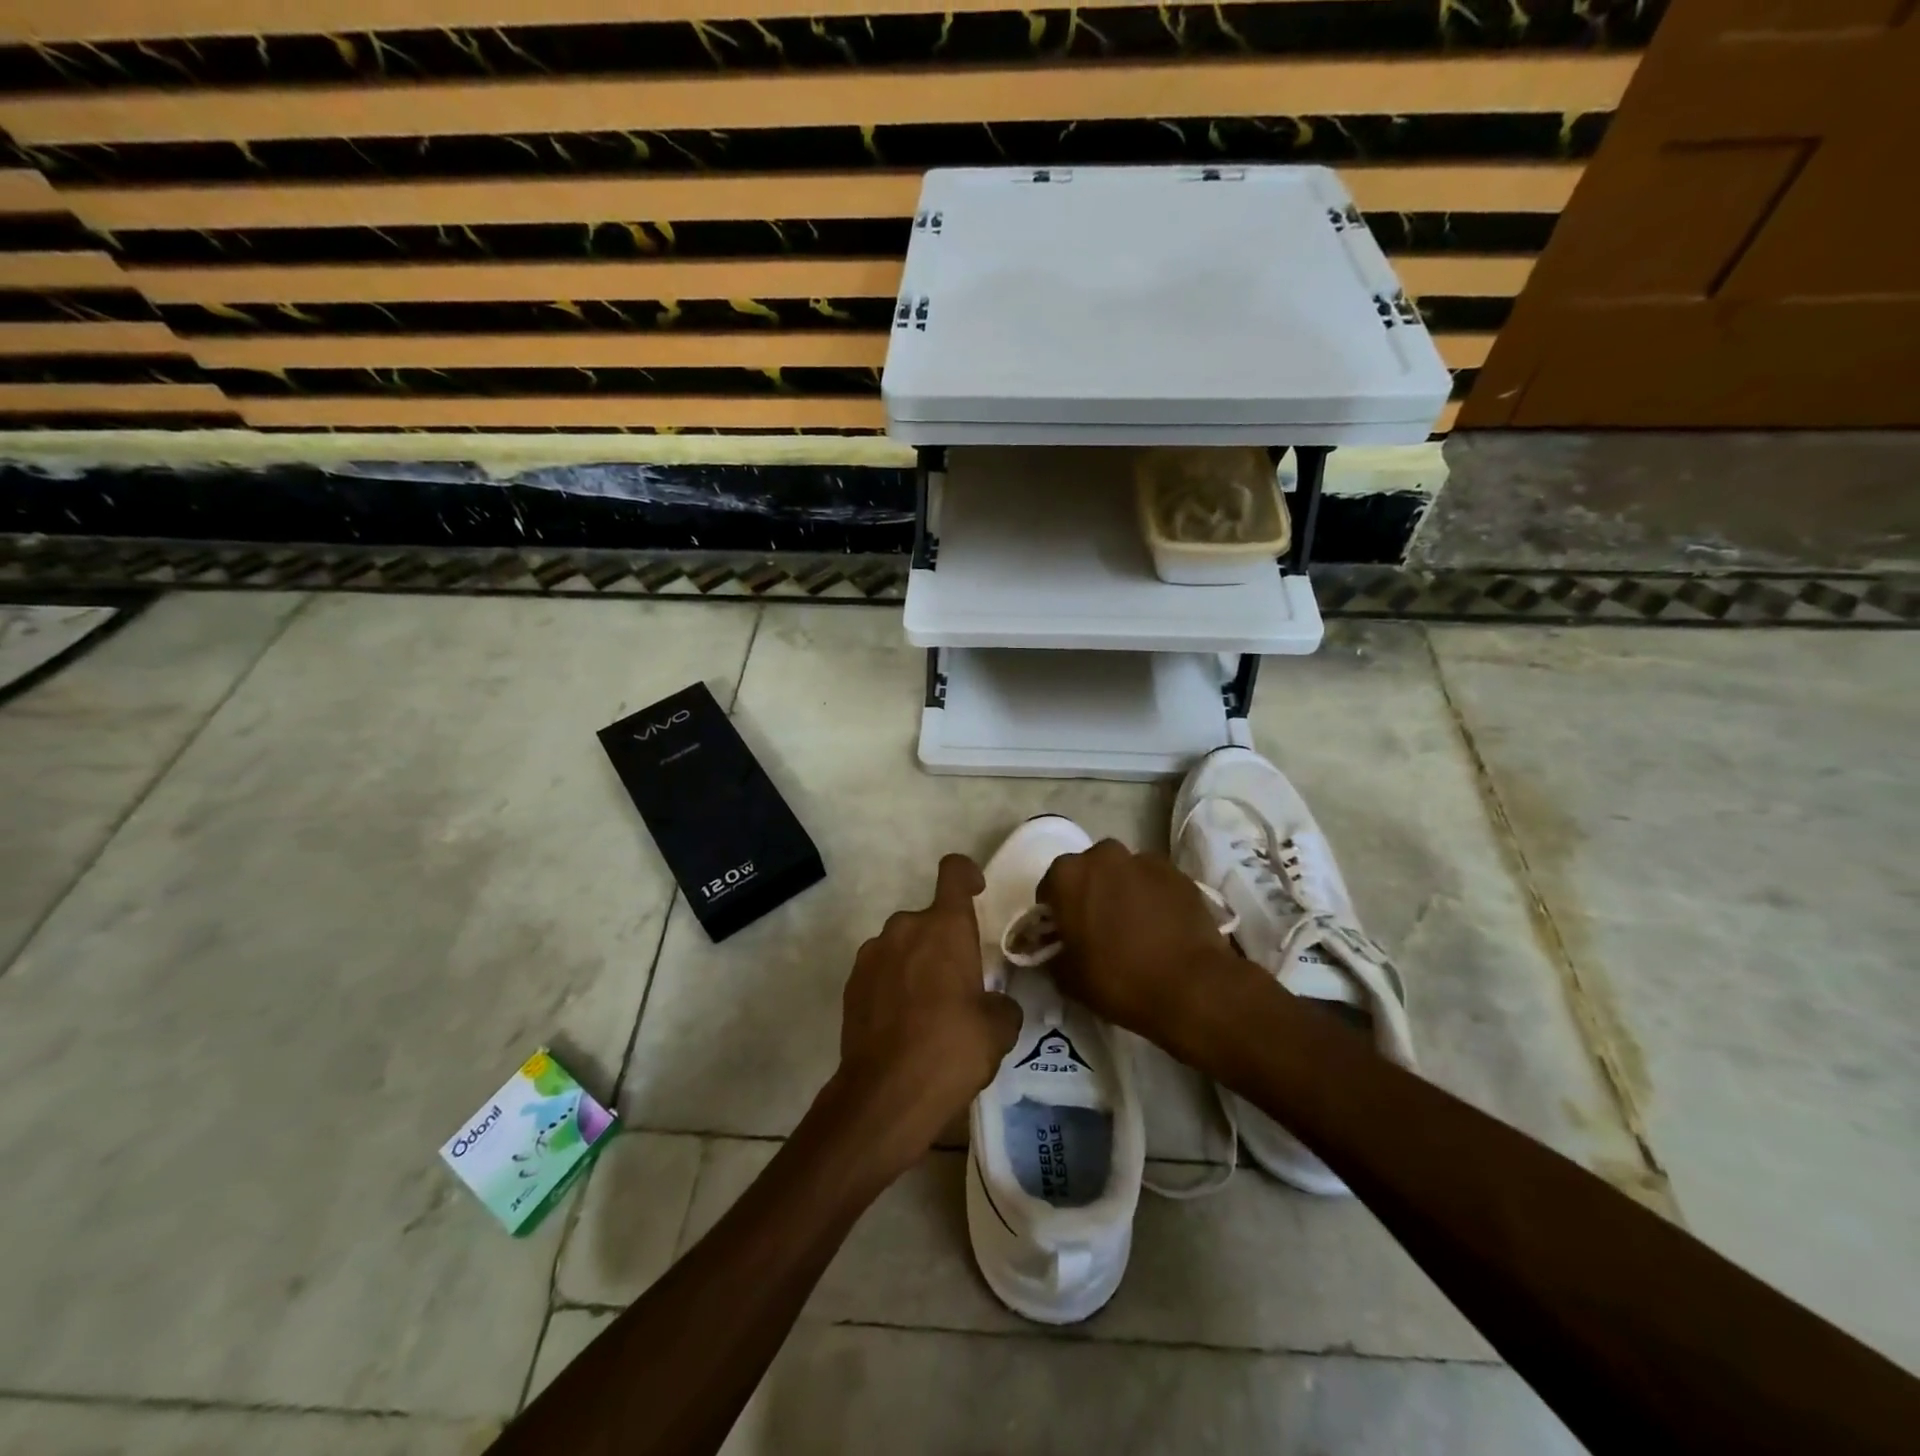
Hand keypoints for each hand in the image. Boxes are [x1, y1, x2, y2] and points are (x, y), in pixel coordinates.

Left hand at [838, 854, 1022, 1158]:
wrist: (885, 1094)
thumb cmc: (951, 1049)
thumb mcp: (999, 1028)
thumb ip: (1001, 1003)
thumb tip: (994, 1005)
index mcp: (944, 927)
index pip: (954, 872)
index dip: (967, 873)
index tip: (977, 890)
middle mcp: (905, 927)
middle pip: (929, 919)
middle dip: (944, 942)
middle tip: (959, 984)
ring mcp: (872, 954)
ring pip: (903, 945)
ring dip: (917, 964)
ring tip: (928, 1010)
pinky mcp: (851, 983)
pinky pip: (881, 970)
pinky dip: (893, 985)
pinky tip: (902, 1025)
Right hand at [1038, 839, 1256, 1043]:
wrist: (1191, 987)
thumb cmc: (1118, 980)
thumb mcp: (1067, 977)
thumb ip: (1053, 953)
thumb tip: (1055, 947)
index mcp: (1067, 875)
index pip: (1051, 888)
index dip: (1056, 913)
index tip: (1066, 935)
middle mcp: (1103, 855)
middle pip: (1090, 872)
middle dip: (1091, 893)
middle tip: (1100, 929)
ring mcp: (1144, 860)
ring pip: (1124, 873)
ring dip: (1124, 891)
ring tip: (1136, 928)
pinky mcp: (1178, 873)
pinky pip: (1155, 882)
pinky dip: (1154, 897)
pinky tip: (1162, 927)